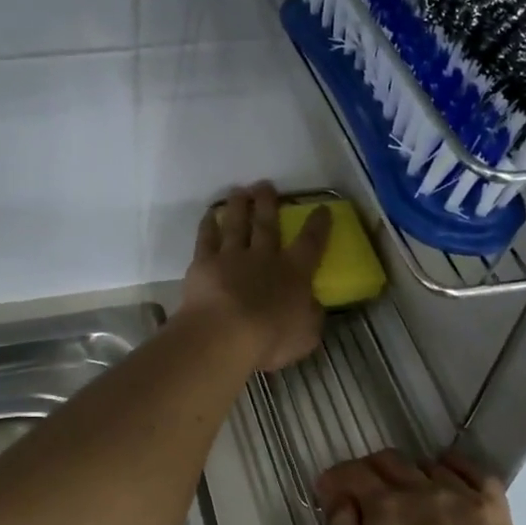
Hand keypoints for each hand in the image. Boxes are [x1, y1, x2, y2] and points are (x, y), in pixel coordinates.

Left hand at [181, 183, 331, 372]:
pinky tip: (210, 215)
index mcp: (294, 273)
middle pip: (267, 224)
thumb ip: (311, 316)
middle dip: (268, 203)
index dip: (318, 225)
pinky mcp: (204, 263)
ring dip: (239, 206)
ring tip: (240, 190)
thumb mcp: (306, 334)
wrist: (224, 335)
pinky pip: (206, 238)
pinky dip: (208, 225)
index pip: (310, 243)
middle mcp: (264, 257)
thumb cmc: (270, 339)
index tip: (322, 208)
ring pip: (237, 224)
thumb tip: (312, 305)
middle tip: (266, 185)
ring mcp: (232, 257)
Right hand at [318, 449, 525, 524]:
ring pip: (425, 464)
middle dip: (368, 470)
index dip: (335, 478)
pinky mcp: (493, 504)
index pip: (352, 473)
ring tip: (408, 496)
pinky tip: (448, 476)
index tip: (328, 490)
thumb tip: (340, 499)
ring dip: (408, 474)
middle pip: (387, 460)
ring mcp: (460, 493)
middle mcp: (420, 488)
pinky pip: (470, 469)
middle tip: (364, 493)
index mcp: (385, 507)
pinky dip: (453, 466)